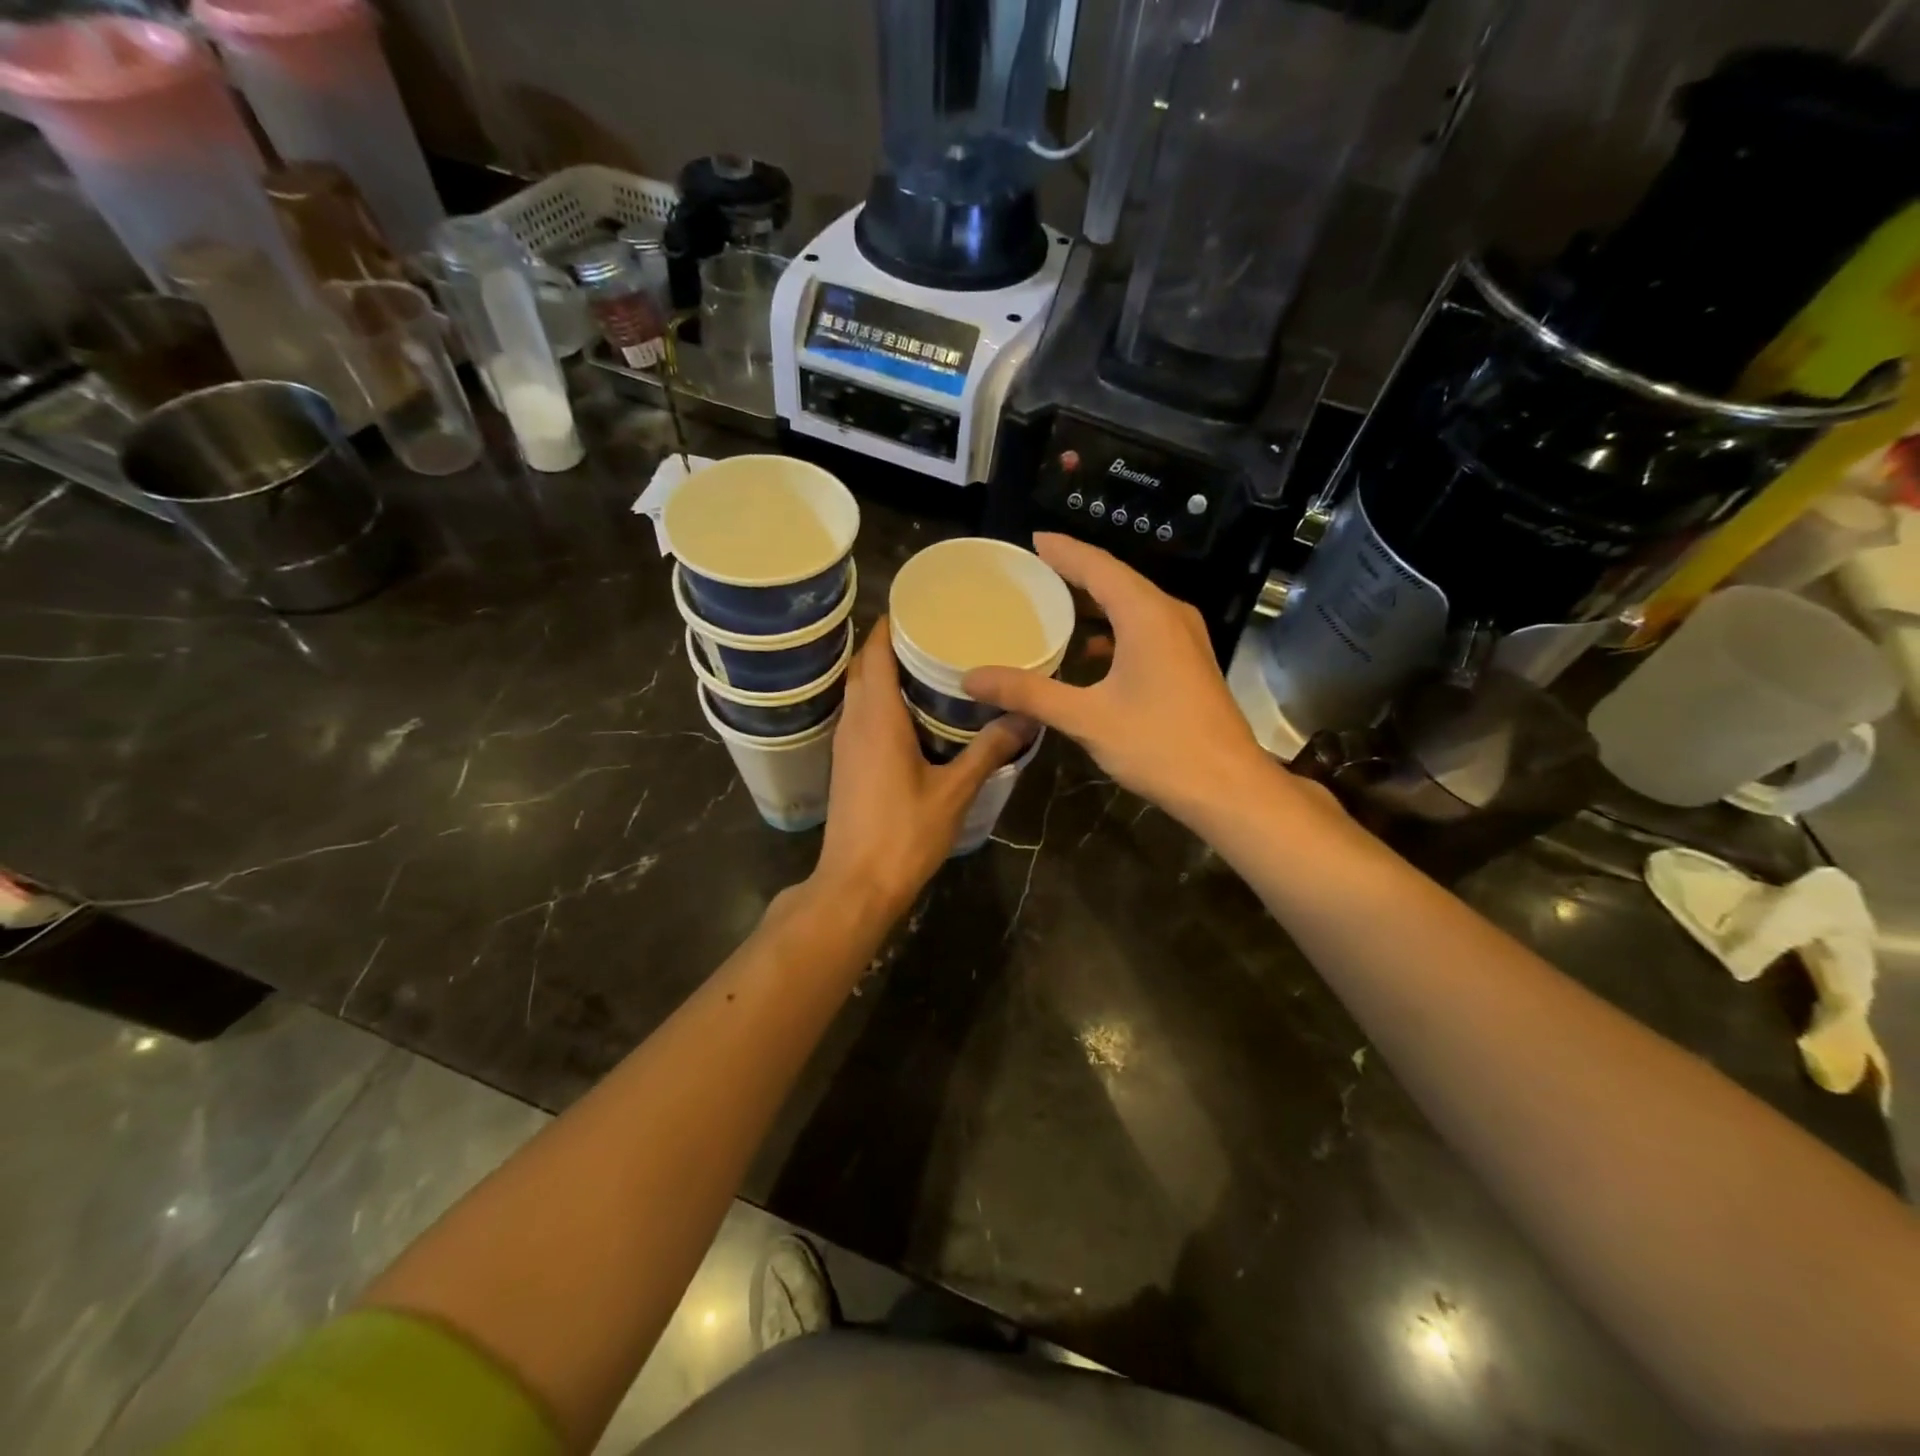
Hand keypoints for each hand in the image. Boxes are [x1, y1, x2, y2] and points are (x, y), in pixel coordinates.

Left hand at [811, 619, 1032, 920]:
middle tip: (934, 630)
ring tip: (927, 661)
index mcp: (877, 717)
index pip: (875, 651)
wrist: (856, 884)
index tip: (922, 604)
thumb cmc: (904, 834)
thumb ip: (990, 750)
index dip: (892, 622)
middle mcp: (854, 721)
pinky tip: (912, 710)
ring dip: (883, 670)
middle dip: (890, 642)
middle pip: (864, 665)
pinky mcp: (845, 763)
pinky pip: (860, 714)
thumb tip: (1028, 717)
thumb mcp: (955, 791)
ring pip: (859, 690)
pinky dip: (880, 699)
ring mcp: (845, 743)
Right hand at [963, 534, 1273, 826]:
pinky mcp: (1188, 662)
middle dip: (1075, 573)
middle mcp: (1169, 615)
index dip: (1063, 550)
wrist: (1227, 787)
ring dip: (1094, 603)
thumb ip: (1028, 694)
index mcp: (1146, 615)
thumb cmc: (1159, 745)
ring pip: (1132, 605)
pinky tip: (1088, 652)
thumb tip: (971, 679)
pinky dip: (1112, 630)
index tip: (1032, 540)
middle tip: (1032, 571)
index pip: (1097, 566)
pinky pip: (1143, 629)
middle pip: (1116, 580)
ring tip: (1053, 604)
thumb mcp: (1086, 718)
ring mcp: (1184, 639)